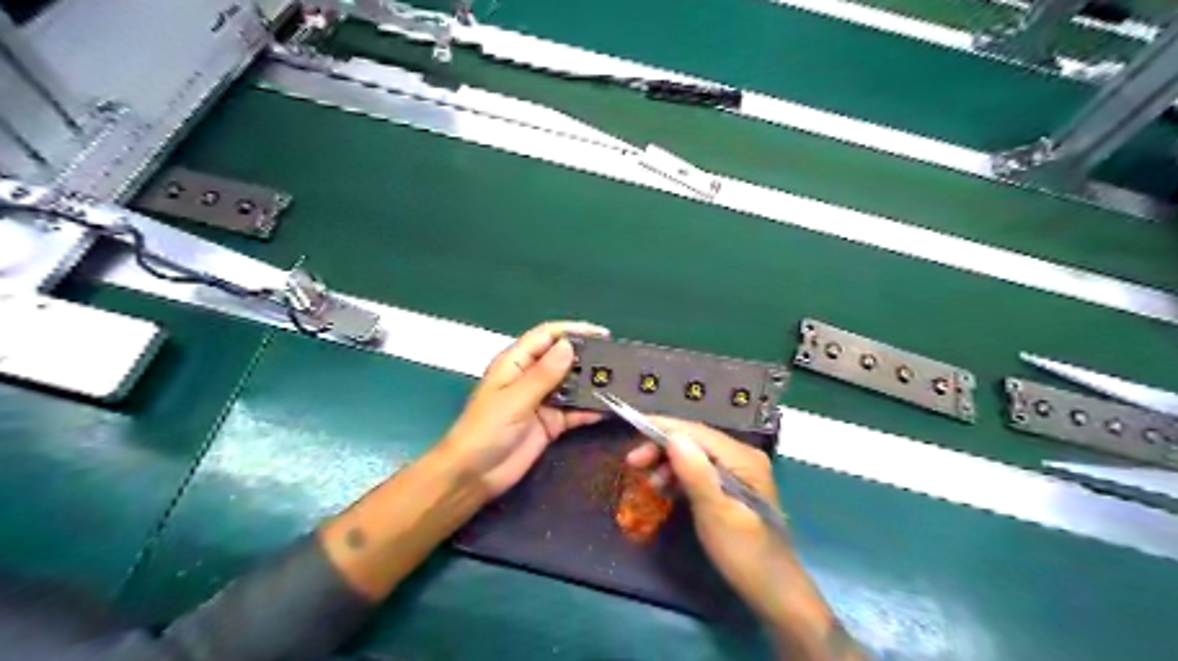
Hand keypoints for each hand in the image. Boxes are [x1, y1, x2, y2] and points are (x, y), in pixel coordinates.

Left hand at [440, 323, 607, 497]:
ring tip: (621, 381)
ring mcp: (542, 401)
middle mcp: (531, 377)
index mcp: (515, 363)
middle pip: (563, 359)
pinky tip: (610, 408)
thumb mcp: (515, 399)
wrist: (473, 475)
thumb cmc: (485, 430)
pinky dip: (590, 409)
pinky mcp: (551, 423)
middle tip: (618, 359)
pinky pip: (575, 411)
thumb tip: (569, 345)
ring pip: (572, 385)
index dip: (573, 330)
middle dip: (588, 357)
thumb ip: (544, 374)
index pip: (546, 336)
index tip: (602, 334)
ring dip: (592, 384)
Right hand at [626, 422, 801, 627]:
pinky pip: (699, 469)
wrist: (772, 589)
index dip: (662, 427)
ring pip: (694, 454)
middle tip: (633, 463)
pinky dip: (679, 475)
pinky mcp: (732, 484)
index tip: (631, 429)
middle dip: (662, 447)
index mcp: (743, 457)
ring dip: (668, 463)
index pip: (696, 431)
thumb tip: (672, 437)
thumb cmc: (743, 553)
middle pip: (694, 440)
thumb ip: (695, 473)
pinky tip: (665, 489)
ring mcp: (739, 469)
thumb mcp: (715, 513)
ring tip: (648, 483)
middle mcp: (742, 455)